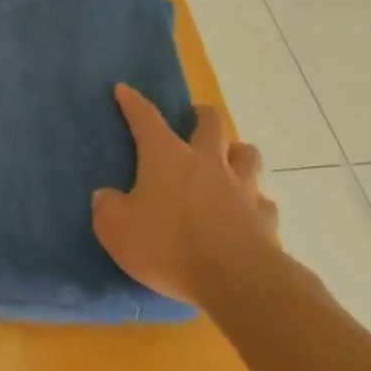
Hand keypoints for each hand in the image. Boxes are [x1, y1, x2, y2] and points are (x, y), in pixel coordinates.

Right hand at [91, 85, 279, 309]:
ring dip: (237, 153)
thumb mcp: (117, 230)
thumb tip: (105, 197)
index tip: (124, 89)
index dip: (133, 102)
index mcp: (166, 156)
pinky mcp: (265, 219)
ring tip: (229, 161)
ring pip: (247, 155)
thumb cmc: (170, 246)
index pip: (146, 118)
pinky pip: (263, 203)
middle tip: (195, 119)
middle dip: (202, 115)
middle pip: (211, 123)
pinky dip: (255, 203)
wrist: (237, 281)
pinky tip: (248, 213)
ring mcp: (241, 188)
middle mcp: (206, 162)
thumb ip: (107, 209)